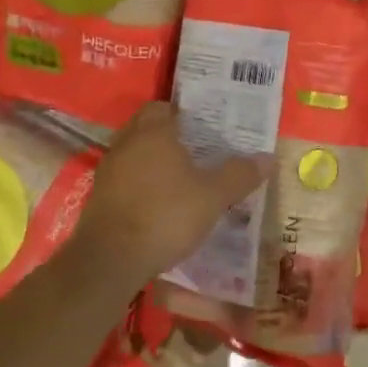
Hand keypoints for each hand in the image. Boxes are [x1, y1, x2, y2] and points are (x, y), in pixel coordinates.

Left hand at [73, 101, 272, 280]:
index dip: (183, 114)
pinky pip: (124, 180)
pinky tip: (159, 204)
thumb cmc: (166, 215)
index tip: (204, 126)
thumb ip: (240, 175)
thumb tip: (268, 158)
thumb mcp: (213, 197)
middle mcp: (126, 144)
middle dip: (169, 137)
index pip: (163, 107)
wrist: (110, 260)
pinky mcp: (99, 199)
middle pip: (147, 129)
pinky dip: (140, 186)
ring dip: (153, 163)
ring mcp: (108, 171)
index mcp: (153, 132)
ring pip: (134, 155)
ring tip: (182, 178)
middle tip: (198, 151)